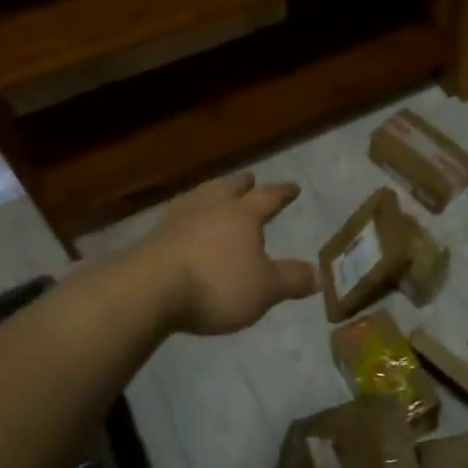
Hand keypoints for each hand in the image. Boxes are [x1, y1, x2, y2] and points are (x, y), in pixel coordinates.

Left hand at [148, 173, 319, 335]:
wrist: (148, 290)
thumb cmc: (216, 285)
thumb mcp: (264, 289)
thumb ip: (291, 279)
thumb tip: (319, 274)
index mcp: (243, 215)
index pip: (268, 197)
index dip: (282, 193)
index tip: (293, 187)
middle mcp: (211, 209)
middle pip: (229, 188)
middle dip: (242, 184)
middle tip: (249, 177)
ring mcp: (178, 220)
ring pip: (199, 197)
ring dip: (211, 191)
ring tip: (214, 190)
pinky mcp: (152, 238)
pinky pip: (175, 216)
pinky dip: (185, 213)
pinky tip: (181, 220)